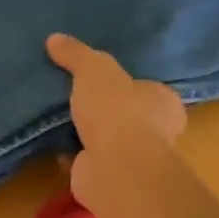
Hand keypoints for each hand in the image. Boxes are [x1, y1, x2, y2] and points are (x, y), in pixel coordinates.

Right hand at [46, 33, 185, 208]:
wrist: (114, 166)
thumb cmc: (116, 110)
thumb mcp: (93, 69)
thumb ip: (77, 54)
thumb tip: (54, 38)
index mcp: (164, 101)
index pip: (147, 89)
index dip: (125, 84)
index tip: (100, 82)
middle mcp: (158, 132)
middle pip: (128, 116)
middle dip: (105, 112)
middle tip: (75, 100)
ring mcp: (135, 159)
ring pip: (109, 141)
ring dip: (88, 136)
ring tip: (59, 121)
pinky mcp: (113, 179)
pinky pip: (91, 162)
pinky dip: (75, 156)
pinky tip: (55, 146)